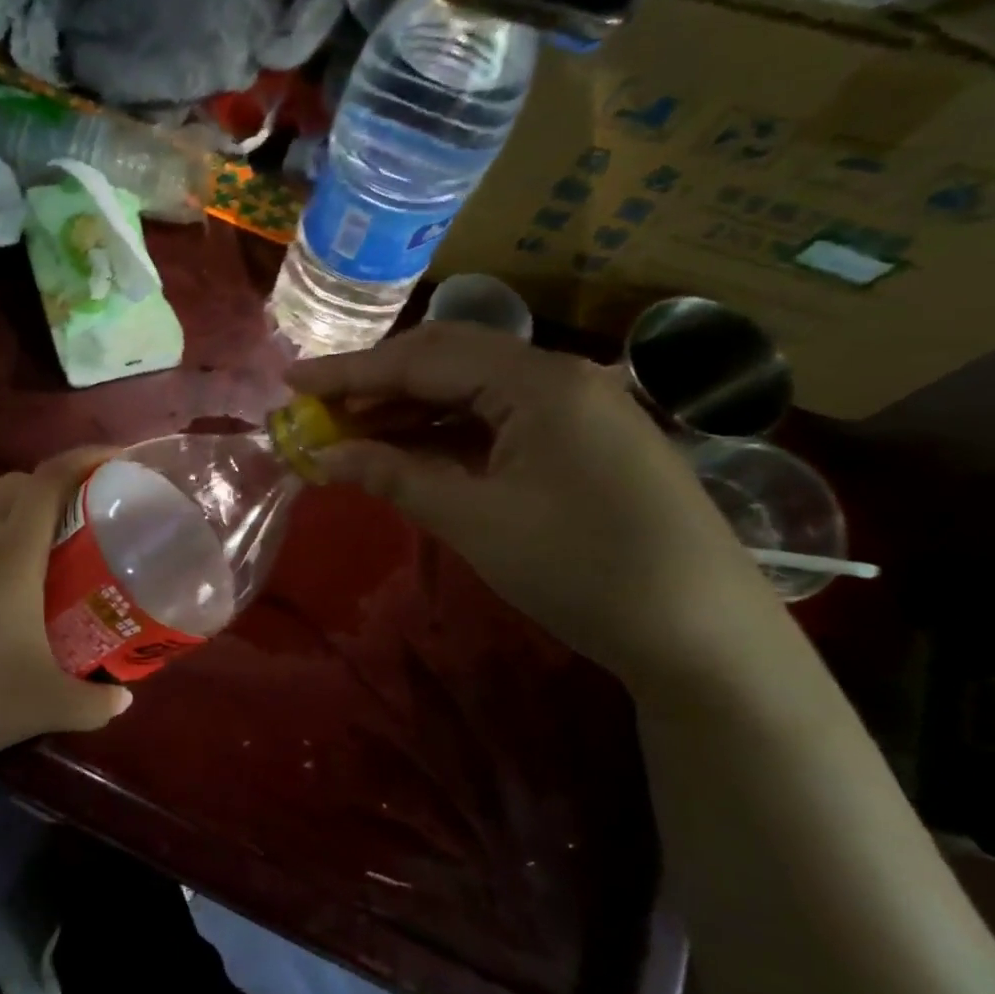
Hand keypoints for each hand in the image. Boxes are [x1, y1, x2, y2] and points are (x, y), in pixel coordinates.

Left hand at [0, 448, 132, 780]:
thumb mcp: (43, 705)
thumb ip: (94, 703)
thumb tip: (124, 698)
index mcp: (10, 550)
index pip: (51, 479)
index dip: (87, 458)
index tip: (119, 460)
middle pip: (16, 485)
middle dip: (55, 486)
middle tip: (88, 519)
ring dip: (19, 518)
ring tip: (48, 559)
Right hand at [286, 322, 779, 685]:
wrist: (703, 634)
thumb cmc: (581, 568)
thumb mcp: (473, 521)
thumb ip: (393, 476)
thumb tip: (323, 455)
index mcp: (538, 382)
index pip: (424, 358)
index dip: (350, 371)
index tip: (291, 381)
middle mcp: (559, 376)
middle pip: (448, 359)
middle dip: (377, 380)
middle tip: (318, 405)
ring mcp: (576, 408)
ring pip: (471, 390)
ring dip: (408, 407)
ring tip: (348, 430)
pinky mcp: (580, 442)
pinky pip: (496, 420)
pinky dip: (444, 433)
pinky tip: (407, 451)